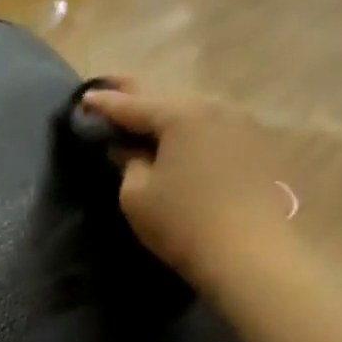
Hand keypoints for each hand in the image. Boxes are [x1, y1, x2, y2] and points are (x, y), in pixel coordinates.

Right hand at [82, 84, 294, 288]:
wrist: (249, 253)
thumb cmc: (181, 221)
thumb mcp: (135, 194)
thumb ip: (126, 163)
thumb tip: (126, 148)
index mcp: (181, 115)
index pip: (133, 105)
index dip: (105, 104)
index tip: (84, 98)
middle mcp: (215, 108)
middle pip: (168, 99)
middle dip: (139, 97)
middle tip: (114, 88)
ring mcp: (242, 125)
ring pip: (193, 112)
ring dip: (168, 114)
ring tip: (145, 117)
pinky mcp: (256, 147)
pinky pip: (212, 128)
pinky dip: (190, 131)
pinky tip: (179, 140)